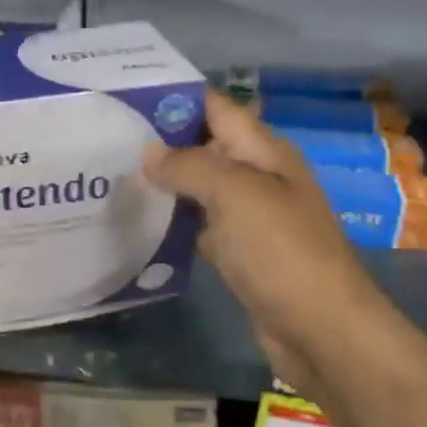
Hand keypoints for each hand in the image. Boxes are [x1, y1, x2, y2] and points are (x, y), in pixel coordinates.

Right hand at [146, 90, 426, 426]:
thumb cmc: (280, 251)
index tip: (125, 97)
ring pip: (200, 188)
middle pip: (205, 146)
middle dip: (161, 142)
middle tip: (106, 141)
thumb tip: (149, 153)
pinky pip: (202, 226)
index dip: (174, 98)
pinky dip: (175, 223)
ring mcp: (251, 218)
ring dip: (164, 184)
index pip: (215, 108)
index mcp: (264, 151)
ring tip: (113, 177)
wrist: (321, 329)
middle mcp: (258, 177)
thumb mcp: (235, 194)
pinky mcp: (241, 254)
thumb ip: (190, 165)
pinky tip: (140, 224)